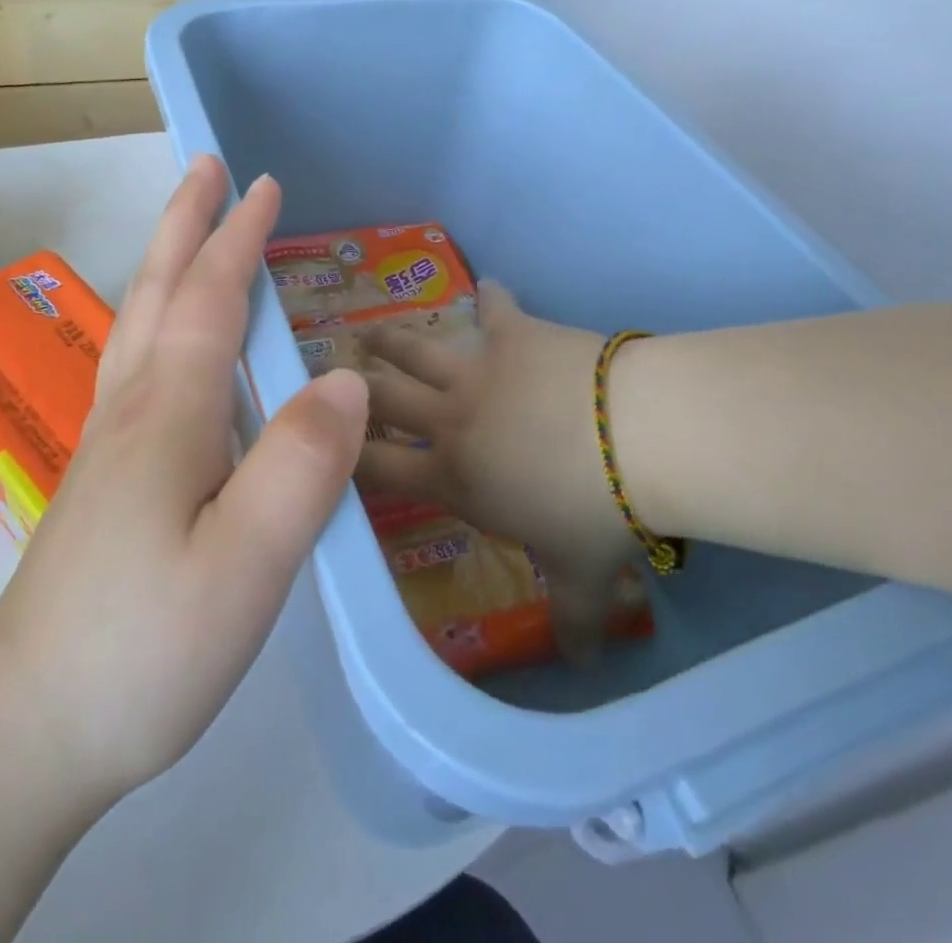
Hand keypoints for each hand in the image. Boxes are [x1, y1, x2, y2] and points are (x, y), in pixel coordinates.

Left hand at [0, 157, 367, 826]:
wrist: (22, 735)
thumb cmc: (142, 649)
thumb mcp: (245, 565)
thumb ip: (301, 466)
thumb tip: (348, 378)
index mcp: (170, 414)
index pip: (211, 298)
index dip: (238, 237)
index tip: (263, 184)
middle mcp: (133, 410)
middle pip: (161, 293)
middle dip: (186, 224)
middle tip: (206, 168)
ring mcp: (109, 445)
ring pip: (140, 325)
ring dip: (168, 264)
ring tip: (189, 233)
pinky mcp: (104, 480)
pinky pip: (135, 366)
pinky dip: (157, 320)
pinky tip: (167, 344)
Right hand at [357, 283, 637, 662]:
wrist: (635, 436)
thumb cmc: (597, 515)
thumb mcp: (583, 579)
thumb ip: (573, 621)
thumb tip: (584, 667)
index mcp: (453, 476)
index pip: (376, 469)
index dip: (339, 457)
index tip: (317, 445)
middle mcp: (450, 418)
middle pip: (382, 397)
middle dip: (353, 386)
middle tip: (333, 374)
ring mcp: (477, 367)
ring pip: (416, 347)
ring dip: (389, 340)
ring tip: (369, 334)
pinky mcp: (513, 331)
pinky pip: (494, 307)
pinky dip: (490, 297)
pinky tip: (488, 285)